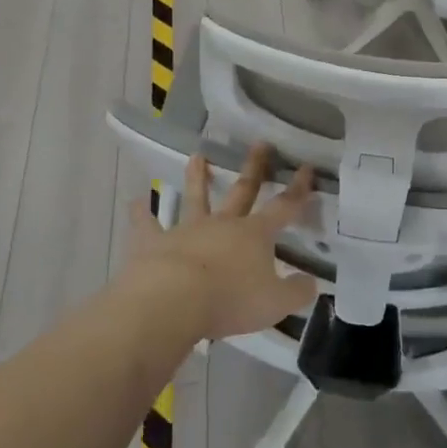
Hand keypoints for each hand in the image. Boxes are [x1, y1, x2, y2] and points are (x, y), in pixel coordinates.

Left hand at [122, 144, 317, 341]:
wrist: (173, 301)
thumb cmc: (230, 300)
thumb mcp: (275, 303)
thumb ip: (297, 292)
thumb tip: (311, 283)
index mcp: (254, 235)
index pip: (284, 207)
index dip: (298, 189)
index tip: (306, 167)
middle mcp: (223, 224)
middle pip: (241, 191)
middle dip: (254, 168)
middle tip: (260, 144)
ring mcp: (187, 230)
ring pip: (195, 199)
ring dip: (197, 177)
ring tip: (196, 156)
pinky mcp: (155, 244)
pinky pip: (147, 226)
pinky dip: (141, 214)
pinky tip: (134, 202)